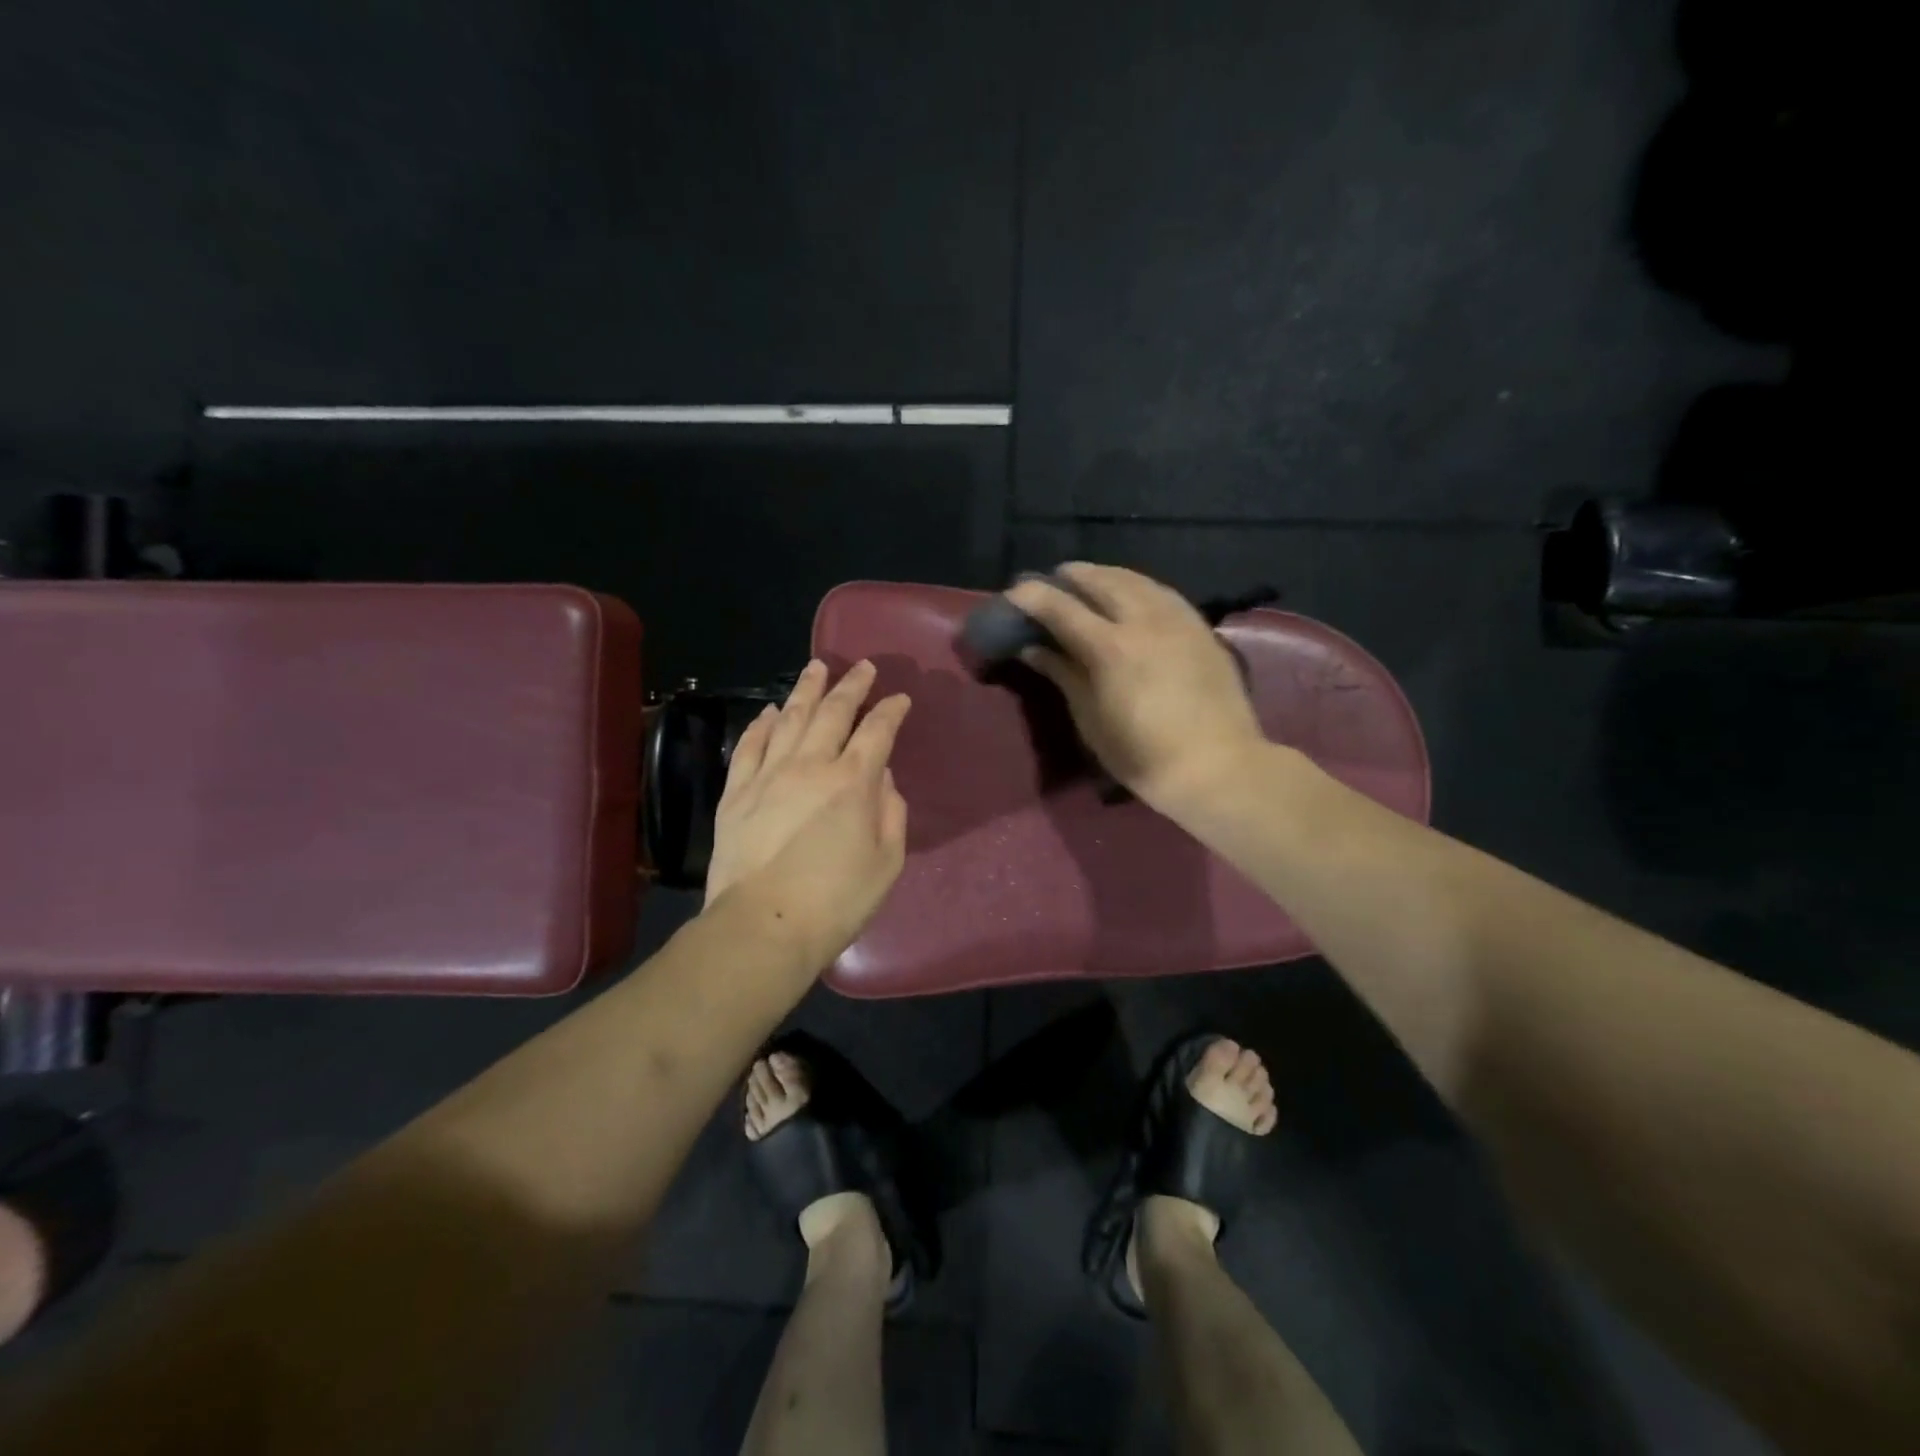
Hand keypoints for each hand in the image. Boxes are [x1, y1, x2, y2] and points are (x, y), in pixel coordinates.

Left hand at [703, 659, 911, 966]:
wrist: (762, 926)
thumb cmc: (835, 901)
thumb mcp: (887, 863)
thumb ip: (890, 813)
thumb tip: (881, 778)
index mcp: (852, 782)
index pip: (877, 731)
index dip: (891, 711)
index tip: (900, 698)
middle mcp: (810, 766)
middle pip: (833, 713)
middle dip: (851, 685)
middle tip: (862, 666)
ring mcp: (768, 775)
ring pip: (789, 719)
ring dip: (806, 691)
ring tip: (815, 668)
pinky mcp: (736, 793)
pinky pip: (749, 746)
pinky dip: (760, 724)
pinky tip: (768, 711)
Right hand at [1004, 563, 1265, 817]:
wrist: (1216, 767)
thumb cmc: (1142, 755)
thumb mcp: (1091, 720)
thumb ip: (1063, 675)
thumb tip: (1033, 648)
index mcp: (1109, 647)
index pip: (1061, 607)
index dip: (1033, 596)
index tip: (1014, 592)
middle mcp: (1143, 621)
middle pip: (1100, 581)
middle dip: (1071, 576)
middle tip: (1051, 581)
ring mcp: (1176, 619)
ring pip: (1135, 579)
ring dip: (1105, 575)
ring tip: (1088, 581)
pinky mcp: (1200, 627)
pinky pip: (1162, 592)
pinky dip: (1137, 585)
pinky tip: (1132, 593)